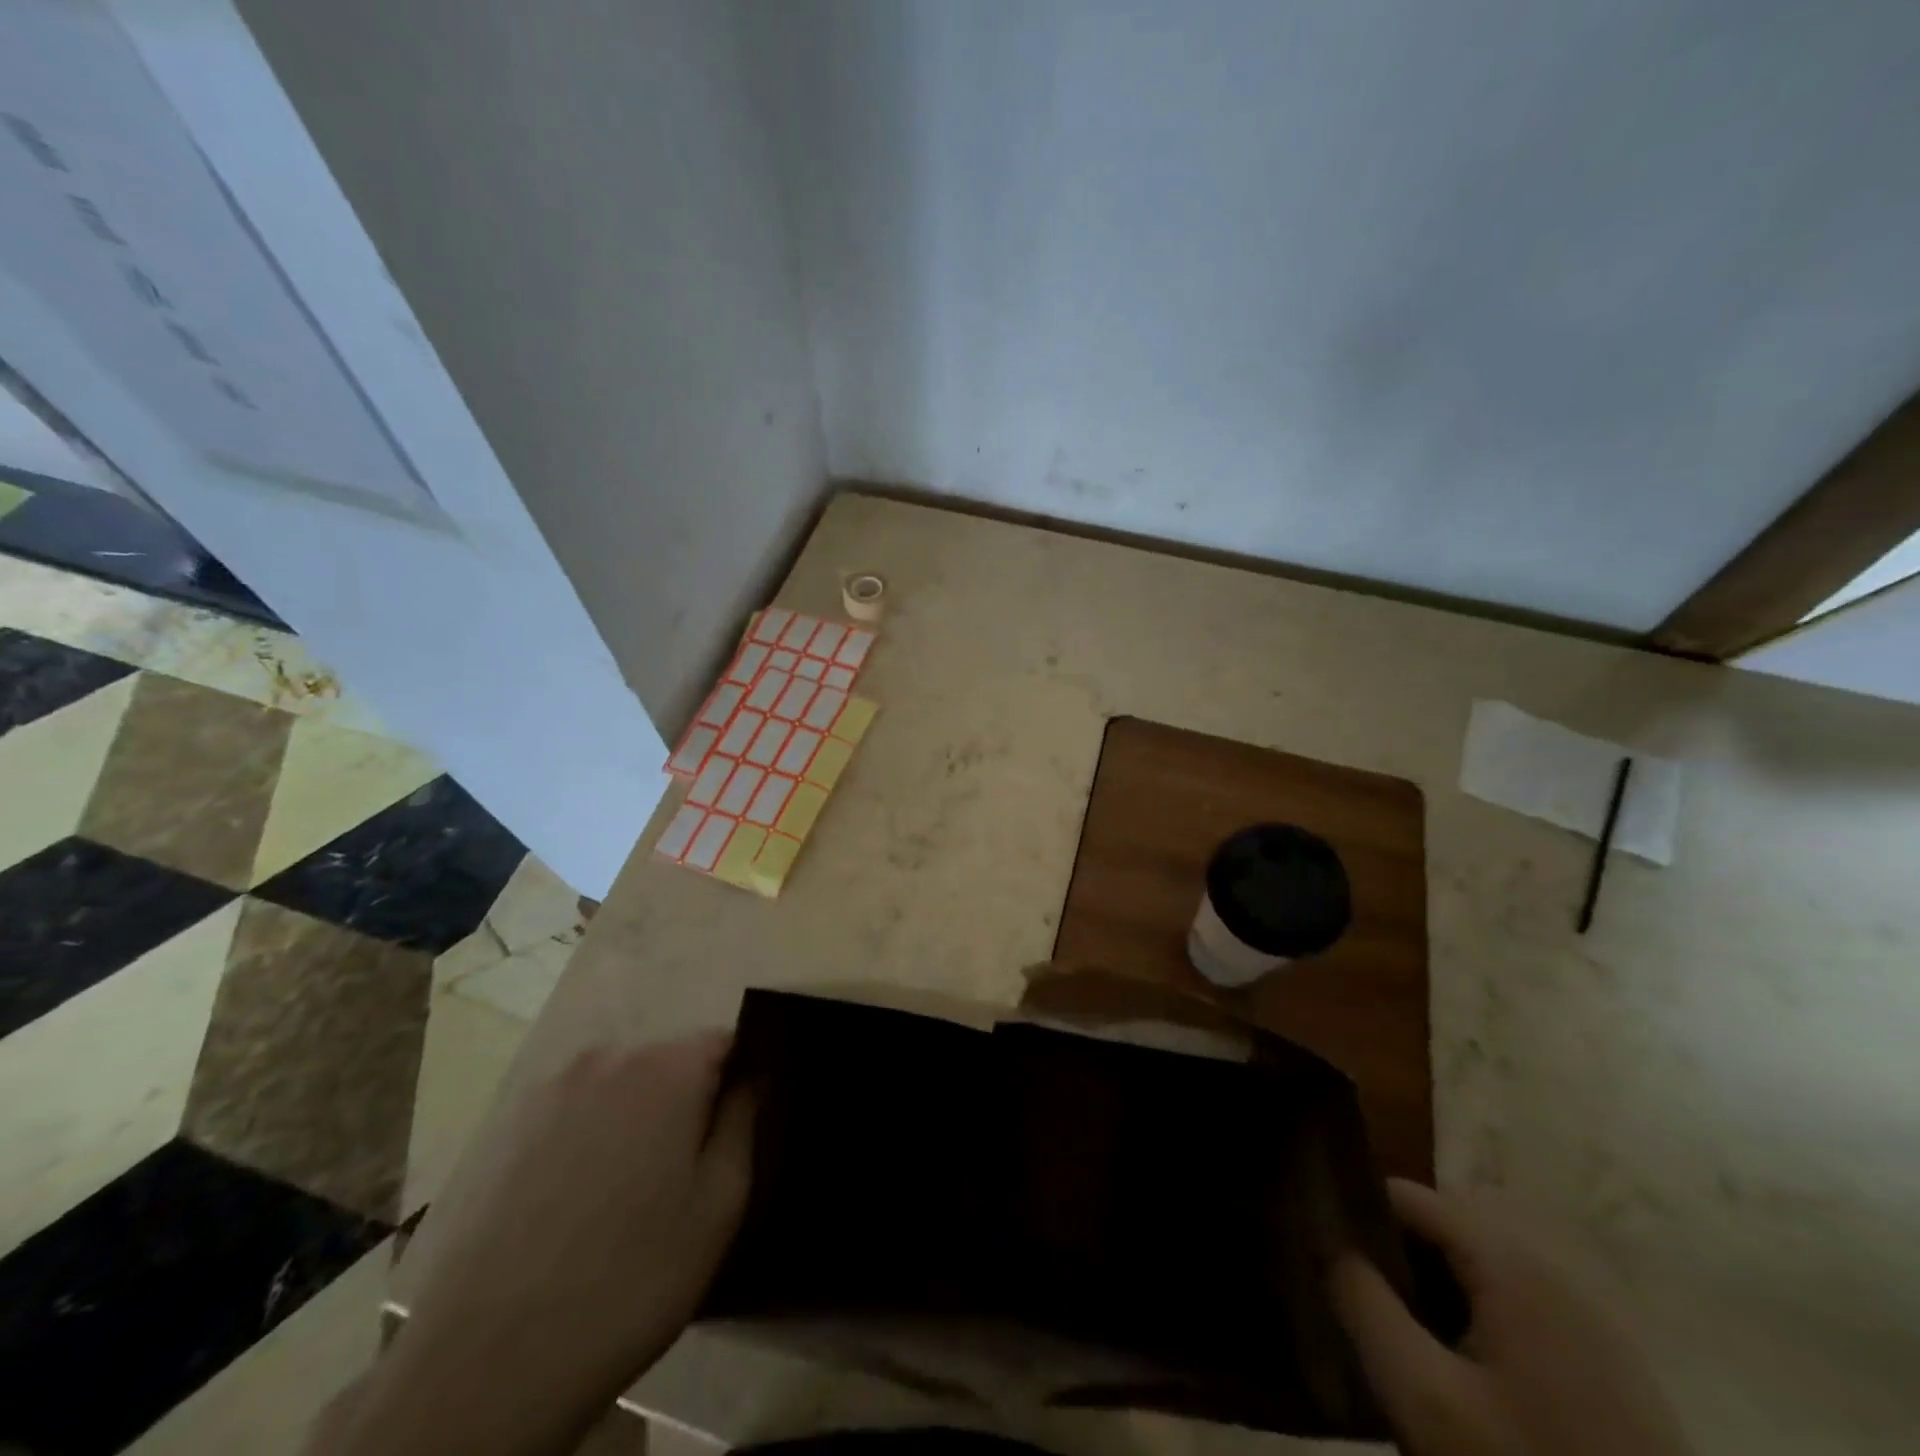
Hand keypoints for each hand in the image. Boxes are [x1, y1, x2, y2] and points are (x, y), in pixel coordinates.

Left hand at [312, 1033, 754, 1455]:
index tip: (740, 1126)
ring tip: (632, 1192)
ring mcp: (552, 1089)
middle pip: (671, 1062)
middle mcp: (610, 1057)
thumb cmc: (633, 1275)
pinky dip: (591, 1137)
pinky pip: (575, 1112)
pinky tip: (582, 1201)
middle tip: (687, 1170)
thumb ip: (744, 1120)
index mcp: (668, 1066)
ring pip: (621, 1086)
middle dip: (688, 1100)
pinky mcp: (509, 1126)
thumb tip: (753, 1077)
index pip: (726, 1042)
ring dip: (637, 1119)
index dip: (741, 1079)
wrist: (488, 1363)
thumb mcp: (719, 1203)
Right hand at [1331, 1179, 1690, 1455]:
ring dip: (1431, 1288)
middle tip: (1355, 1296)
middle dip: (1393, 1253)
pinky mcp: (1612, 1373)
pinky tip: (1459, 1372)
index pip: (1408, 1195)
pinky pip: (1518, 1311)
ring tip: (1398, 1334)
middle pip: (1445, 1230)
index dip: (1356, 1211)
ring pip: (1480, 1272)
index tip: (1318, 1243)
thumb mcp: (1422, 1396)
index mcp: (1513, 1264)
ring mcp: (1591, 1326)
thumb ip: (1362, 1303)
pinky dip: (1474, 1320)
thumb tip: (1325, 1240)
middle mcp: (1555, 1275)